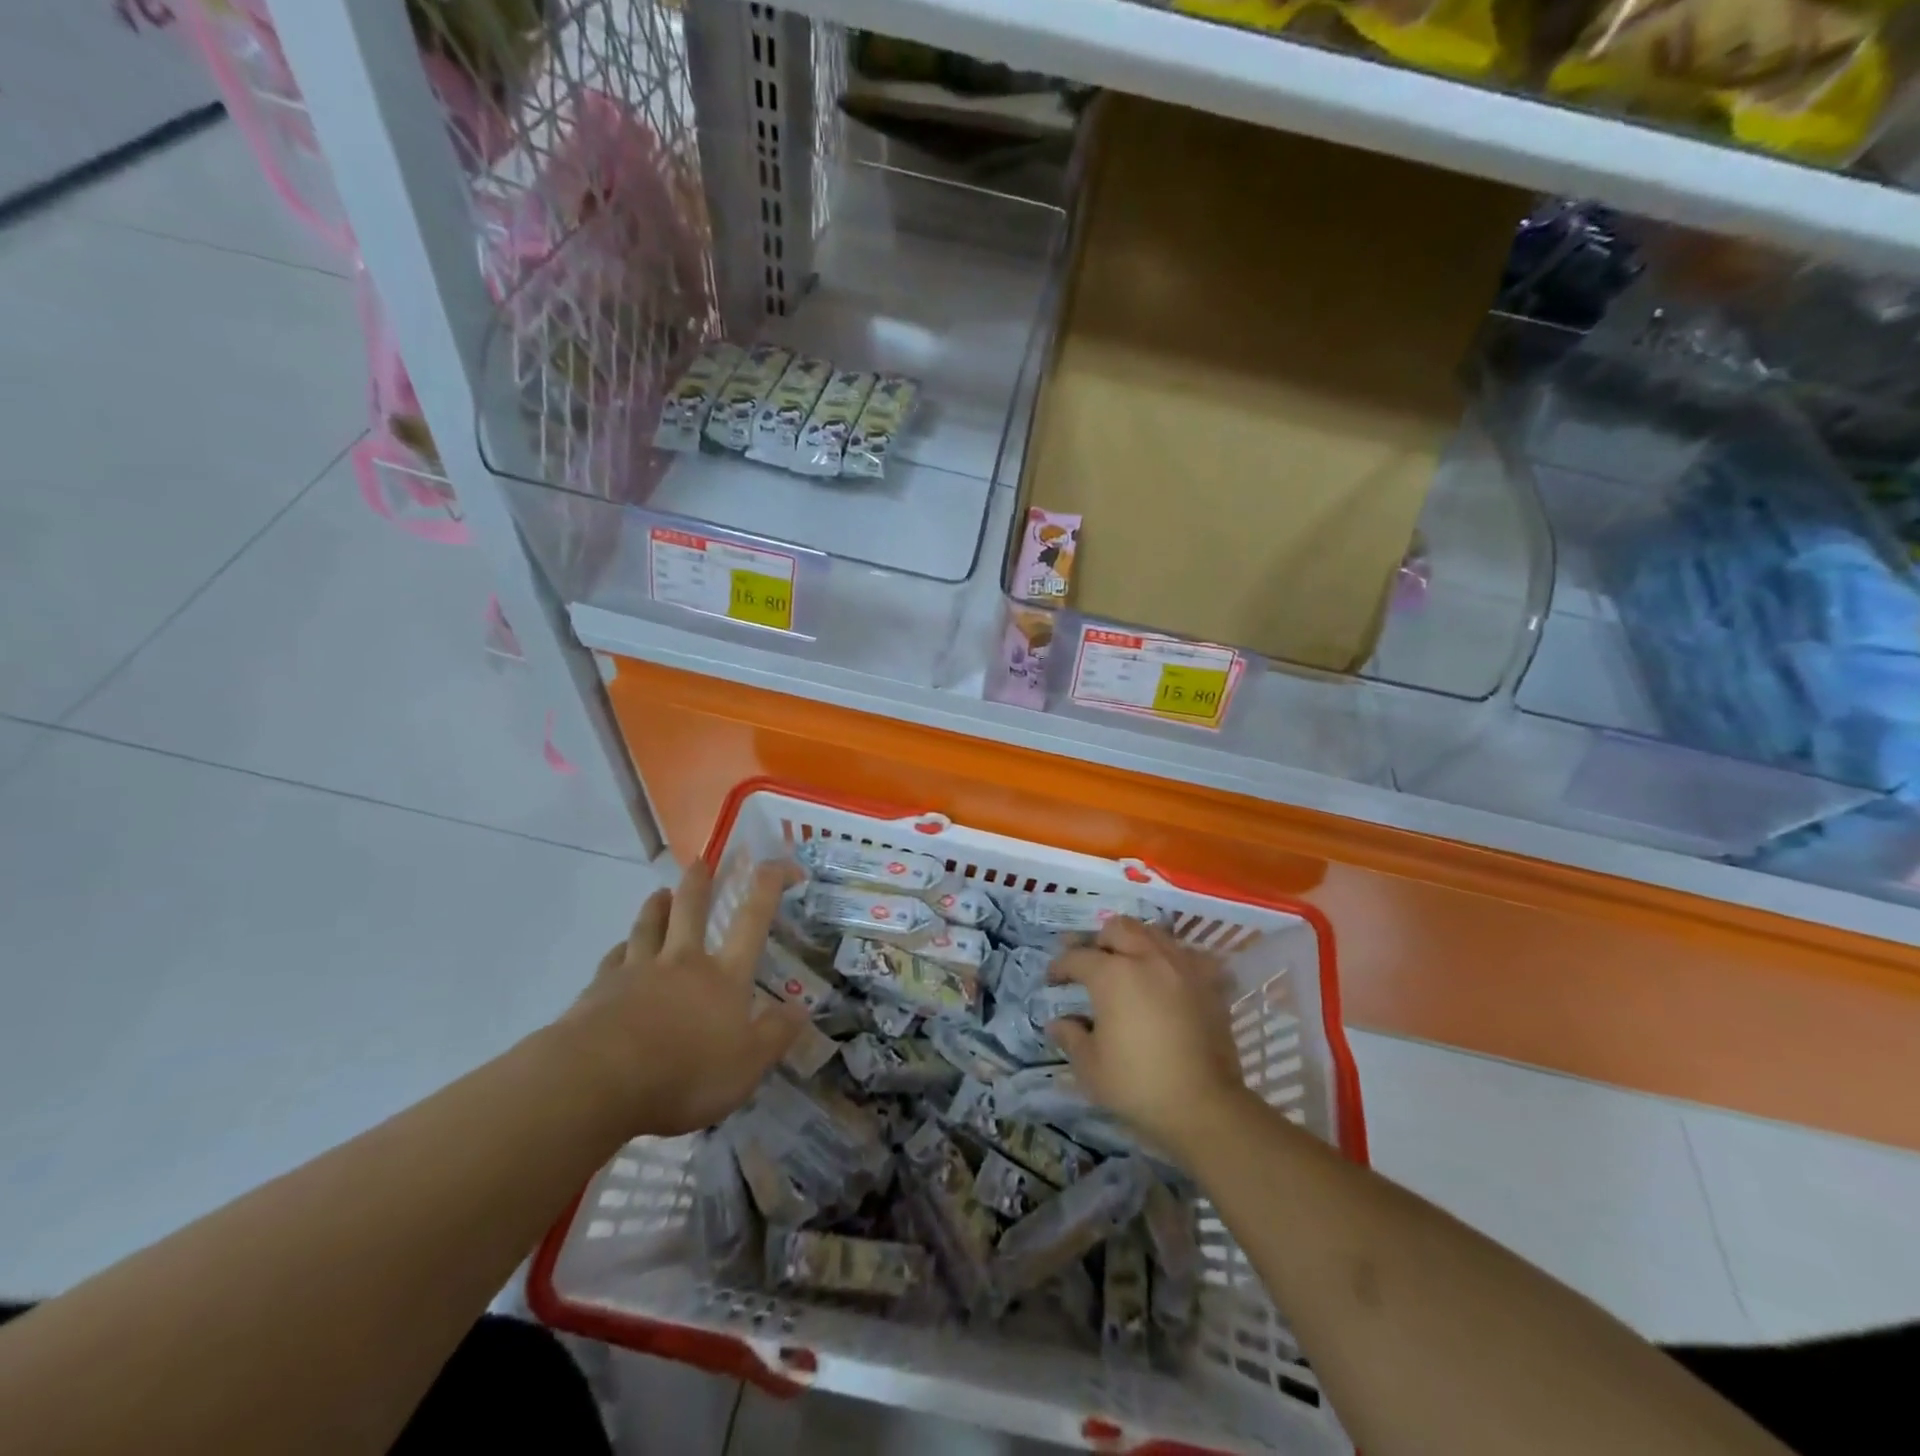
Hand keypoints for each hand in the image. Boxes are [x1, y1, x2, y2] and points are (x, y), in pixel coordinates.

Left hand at [563, 861, 806, 1137]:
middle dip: (699, 883)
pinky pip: (613, 959)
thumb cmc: (685, 1074)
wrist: (599, 1080)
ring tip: (659, 893)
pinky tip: (619, 949)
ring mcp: (637, 972)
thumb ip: (775, 1035)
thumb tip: (802, 1009)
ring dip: (656, 906)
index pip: (752, 921)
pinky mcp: (600, 990)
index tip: (777, 863)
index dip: (768, 887)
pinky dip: (620, 949)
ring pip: (649, 927)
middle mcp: (682, 963)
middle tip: (701, 862)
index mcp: (723, 977)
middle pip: (691, 910)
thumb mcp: (747, 1066)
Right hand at [1047, 917, 1249, 1160]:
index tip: (1053, 980)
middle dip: (1098, 940)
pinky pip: (1187, 954)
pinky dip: (1171, 958)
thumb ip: (1071, 1037)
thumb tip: (1058, 1023)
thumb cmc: (1138, 1085)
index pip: (1077, 957)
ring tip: (1127, 963)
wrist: (1204, 1106)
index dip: (1060, 966)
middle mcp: (1147, 958)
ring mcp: (1182, 966)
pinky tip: (1167, 975)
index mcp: (1112, 974)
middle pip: (1117, 928)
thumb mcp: (1090, 1067)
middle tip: (1090, 961)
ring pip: (1153, 933)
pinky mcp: (1210, 982)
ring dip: (1134, 942)